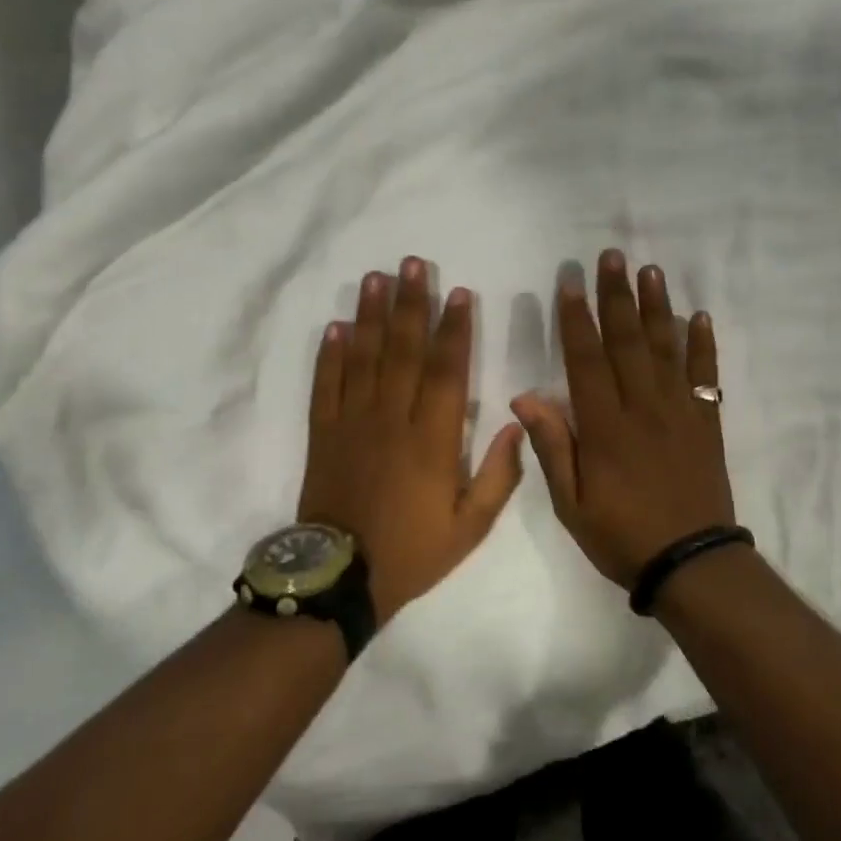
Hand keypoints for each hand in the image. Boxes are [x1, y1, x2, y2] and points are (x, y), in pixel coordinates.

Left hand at [299, 257, 524, 624]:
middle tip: (413, 263)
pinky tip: (337, 325)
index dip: (453, 330)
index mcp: (432, 440)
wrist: (340, 578)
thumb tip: (516, 423)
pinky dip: (330, 354)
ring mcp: (353, 423)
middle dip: (411, 304)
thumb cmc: (412, 551)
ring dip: (371, 315)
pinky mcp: (324, 434)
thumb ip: (499, 475)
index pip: (446, 371)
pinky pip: (326, 386)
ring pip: (364, 358)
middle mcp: (392, 419)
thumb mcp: (470, 526)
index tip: (457, 294)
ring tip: (377, 278)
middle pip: (403, 351)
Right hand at [512, 249, 736, 590]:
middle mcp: (643, 407)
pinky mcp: (706, 422)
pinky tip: (698, 317)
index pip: (587, 360)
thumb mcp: (571, 503)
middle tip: (613, 256)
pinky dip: (703, 345)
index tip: (571, 282)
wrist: (691, 562)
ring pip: (666, 348)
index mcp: (605, 427)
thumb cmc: (622, 535)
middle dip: (617, 296)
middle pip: (628, 341)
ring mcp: (679, 411)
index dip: (577, 319)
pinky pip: (705, 375)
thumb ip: (552, 446)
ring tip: (650, 270)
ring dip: (657, 307)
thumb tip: (525, 397)